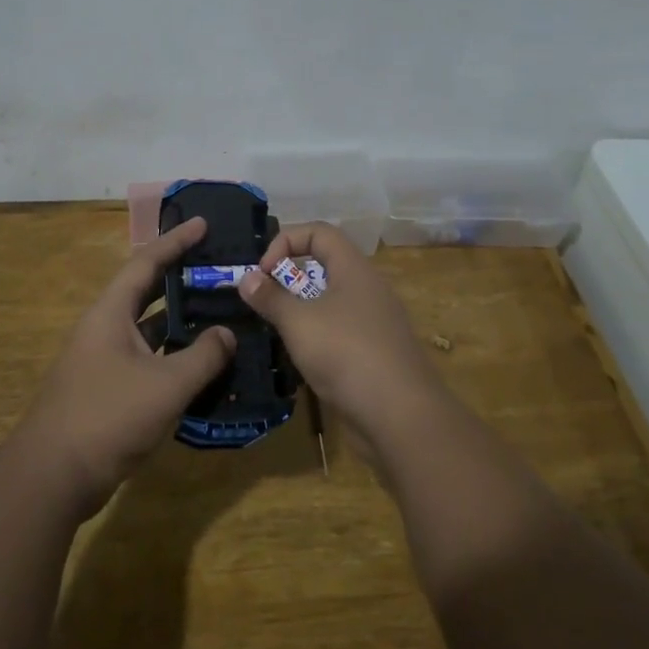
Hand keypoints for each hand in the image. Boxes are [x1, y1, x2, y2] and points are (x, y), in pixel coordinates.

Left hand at [15, 216, 234, 516]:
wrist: (52, 477)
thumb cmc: (107, 417)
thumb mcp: (166, 385)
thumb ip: (203, 356)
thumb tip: (228, 333)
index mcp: (110, 313)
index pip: (146, 262)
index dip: (175, 241)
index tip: (203, 223)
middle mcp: (104, 328)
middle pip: (145, 291)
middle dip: (180, 277)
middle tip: (217, 268)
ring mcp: (103, 360)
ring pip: (147, 329)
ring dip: (178, 320)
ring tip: (218, 311)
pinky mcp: (106, 389)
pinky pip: (146, 358)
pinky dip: (172, 355)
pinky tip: (200, 364)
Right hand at [238, 223, 442, 438]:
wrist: (402, 416)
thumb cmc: (346, 354)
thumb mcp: (299, 322)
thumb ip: (270, 298)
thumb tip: (247, 278)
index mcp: (354, 269)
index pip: (319, 232)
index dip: (286, 241)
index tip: (263, 272)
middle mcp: (368, 288)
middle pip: (325, 266)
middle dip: (290, 279)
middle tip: (265, 303)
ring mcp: (376, 322)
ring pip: (331, 302)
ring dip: (301, 311)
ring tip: (278, 333)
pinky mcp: (377, 353)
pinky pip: (341, 332)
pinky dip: (318, 338)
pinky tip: (303, 361)